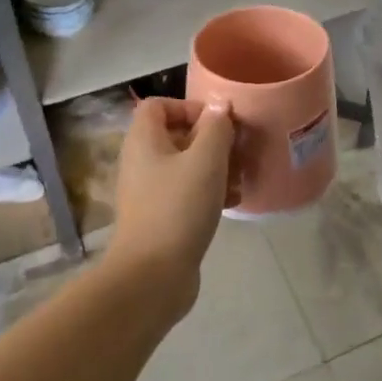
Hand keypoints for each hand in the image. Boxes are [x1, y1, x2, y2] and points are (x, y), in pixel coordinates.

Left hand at [107, 97, 236, 317]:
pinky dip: (209, 192)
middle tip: (237, 152)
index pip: (158, 105)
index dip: (189, 107)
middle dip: (211, 141)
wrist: (152, 275)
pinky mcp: (160, 218)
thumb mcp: (206, 160)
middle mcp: (141, 162)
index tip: (218, 124)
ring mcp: (149, 192)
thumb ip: (216, 127)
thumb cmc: (178, 207)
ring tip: (240, 179)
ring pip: (186, 166)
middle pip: (177, 135)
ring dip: (215, 168)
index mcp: (144, 140)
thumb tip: (219, 104)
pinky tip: (232, 203)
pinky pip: (186, 193)